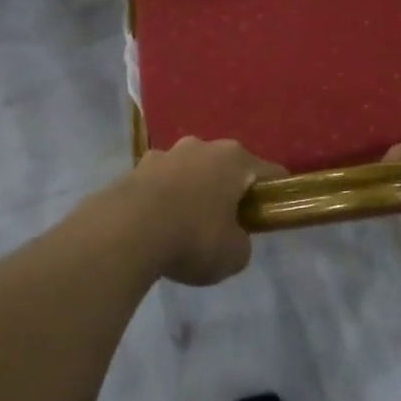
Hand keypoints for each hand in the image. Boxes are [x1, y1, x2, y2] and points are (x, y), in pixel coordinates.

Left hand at [107, 138, 285, 286]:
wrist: (125, 232)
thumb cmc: (192, 237)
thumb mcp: (234, 254)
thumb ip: (241, 242)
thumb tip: (233, 237)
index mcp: (234, 158)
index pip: (269, 172)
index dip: (276, 193)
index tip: (273, 214)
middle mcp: (202, 146)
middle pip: (226, 167)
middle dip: (229, 190)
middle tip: (228, 223)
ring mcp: (166, 153)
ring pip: (191, 171)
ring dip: (193, 191)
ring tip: (187, 225)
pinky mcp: (136, 167)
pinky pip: (161, 183)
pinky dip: (164, 199)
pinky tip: (158, 225)